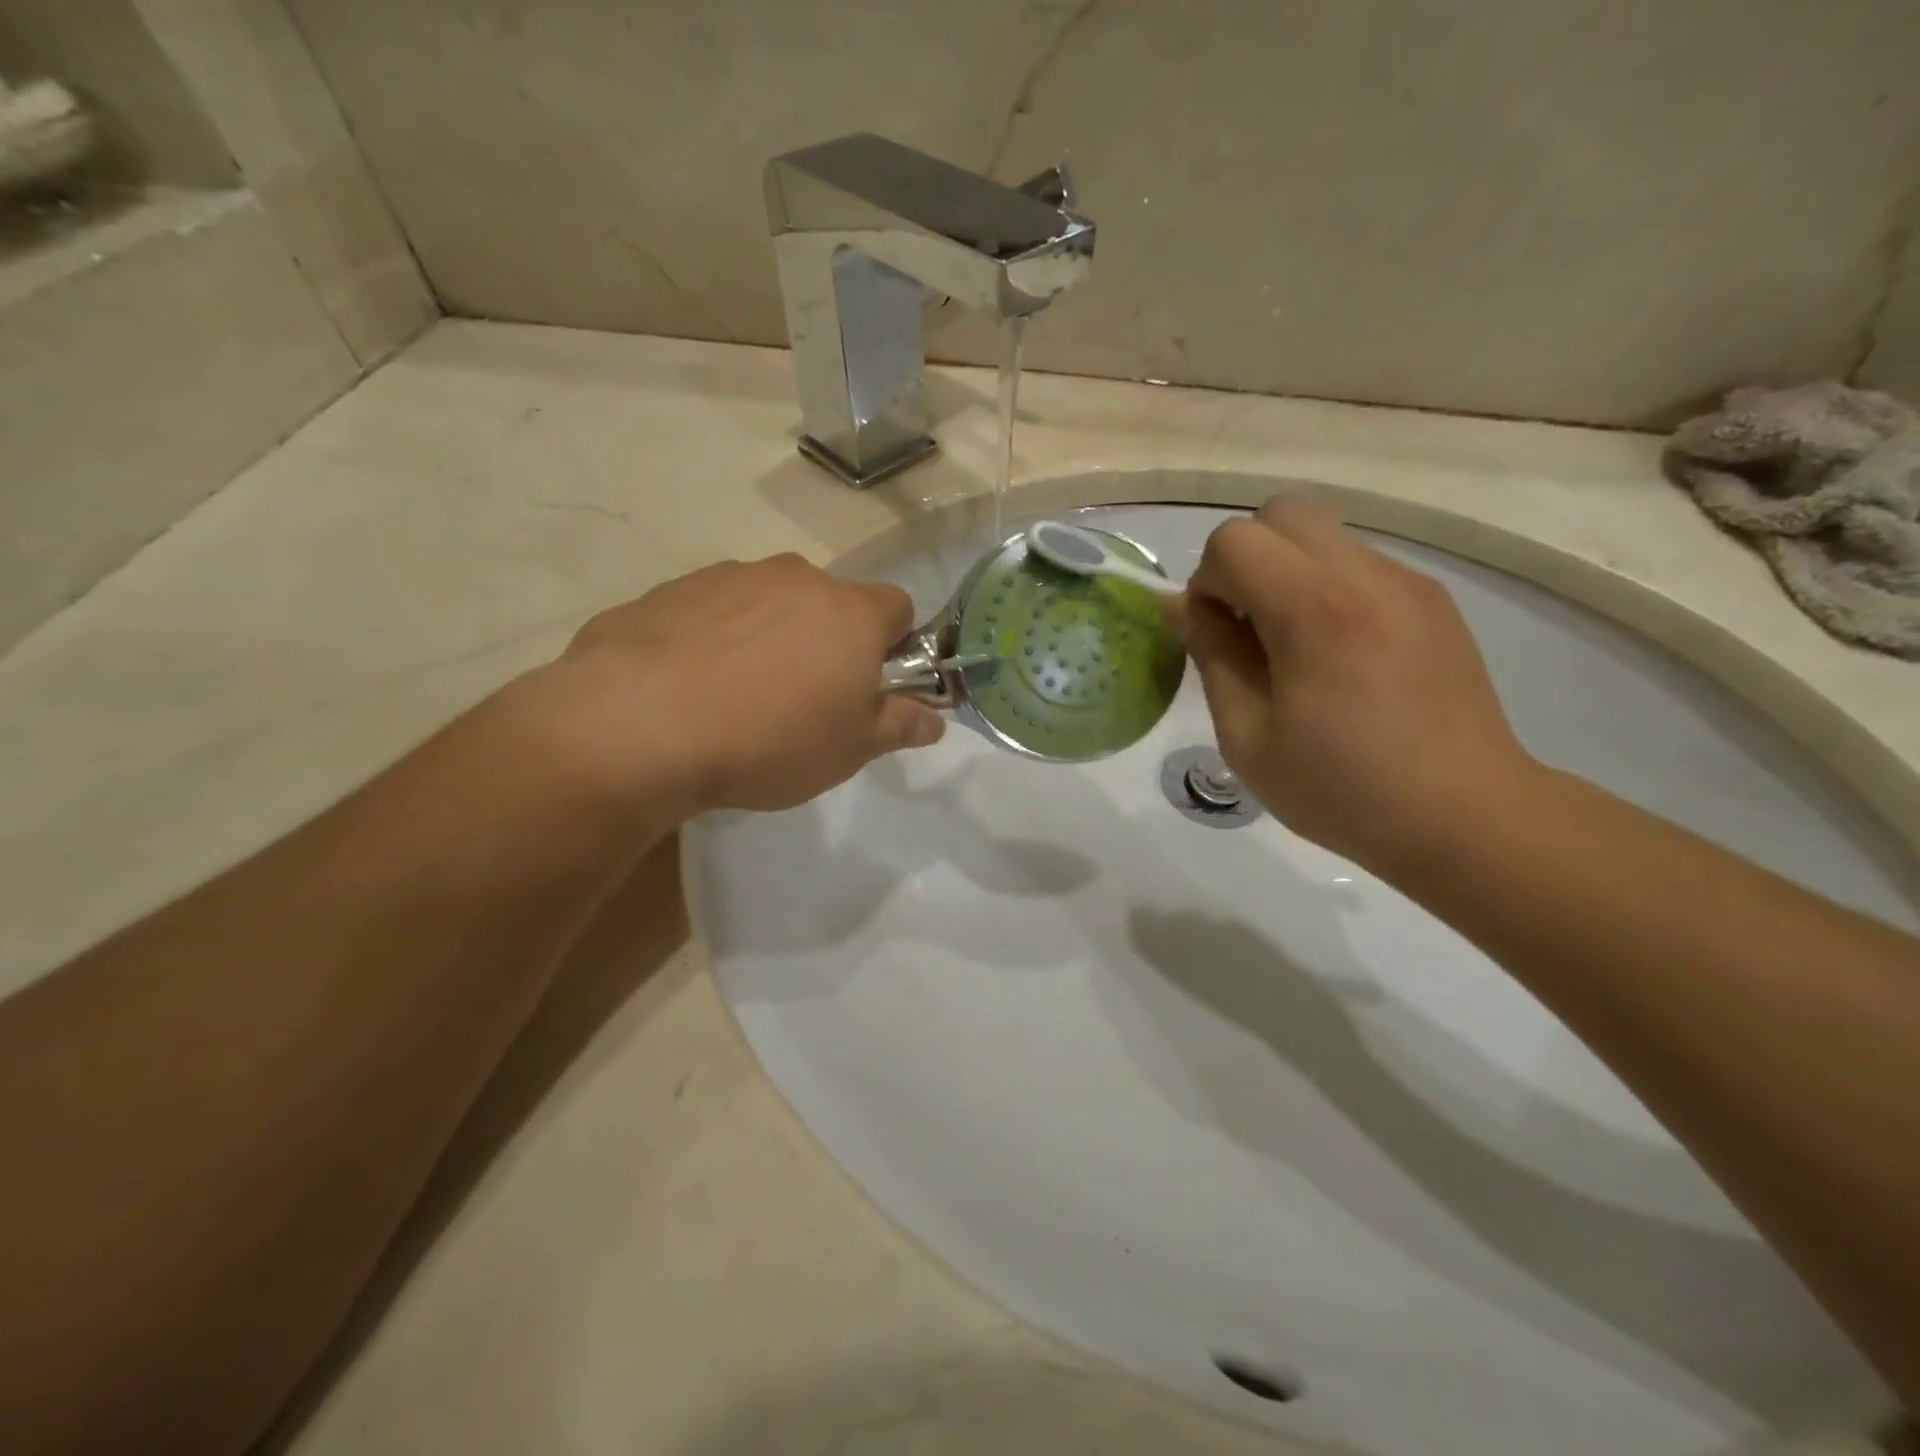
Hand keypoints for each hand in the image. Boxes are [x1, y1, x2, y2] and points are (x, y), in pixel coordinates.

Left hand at [551, 555, 943, 814]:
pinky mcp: (672, 589)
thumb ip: (899, 726)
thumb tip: (934, 720)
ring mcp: (729, 577)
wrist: (640, 725)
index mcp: (849, 612)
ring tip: (739, 697)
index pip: (897, 607)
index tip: (872, 685)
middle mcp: (795, 578)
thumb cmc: (770, 740)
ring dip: (770, 637)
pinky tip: (692, 686)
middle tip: (804, 700)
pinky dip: (716, 638)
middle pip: (830, 603)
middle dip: (828, 642)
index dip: (893, 644)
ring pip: (769, 603)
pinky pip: (714, 610)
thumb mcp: (850, 749)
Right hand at [1183, 498, 1535, 873]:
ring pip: (1323, 534)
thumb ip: (1212, 655)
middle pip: (1281, 514)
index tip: (1215, 635)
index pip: (1234, 541)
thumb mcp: (1246, 736)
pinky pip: (1359, 564)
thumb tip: (1183, 605)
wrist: (1466, 816)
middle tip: (1248, 628)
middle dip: (1246, 560)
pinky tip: (1340, 656)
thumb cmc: (1340, 788)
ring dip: (1287, 573)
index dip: (1207, 582)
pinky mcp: (1433, 600)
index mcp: (1315, 610)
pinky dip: (1328, 589)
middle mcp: (1366, 575)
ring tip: (1295, 647)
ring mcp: (1408, 582)